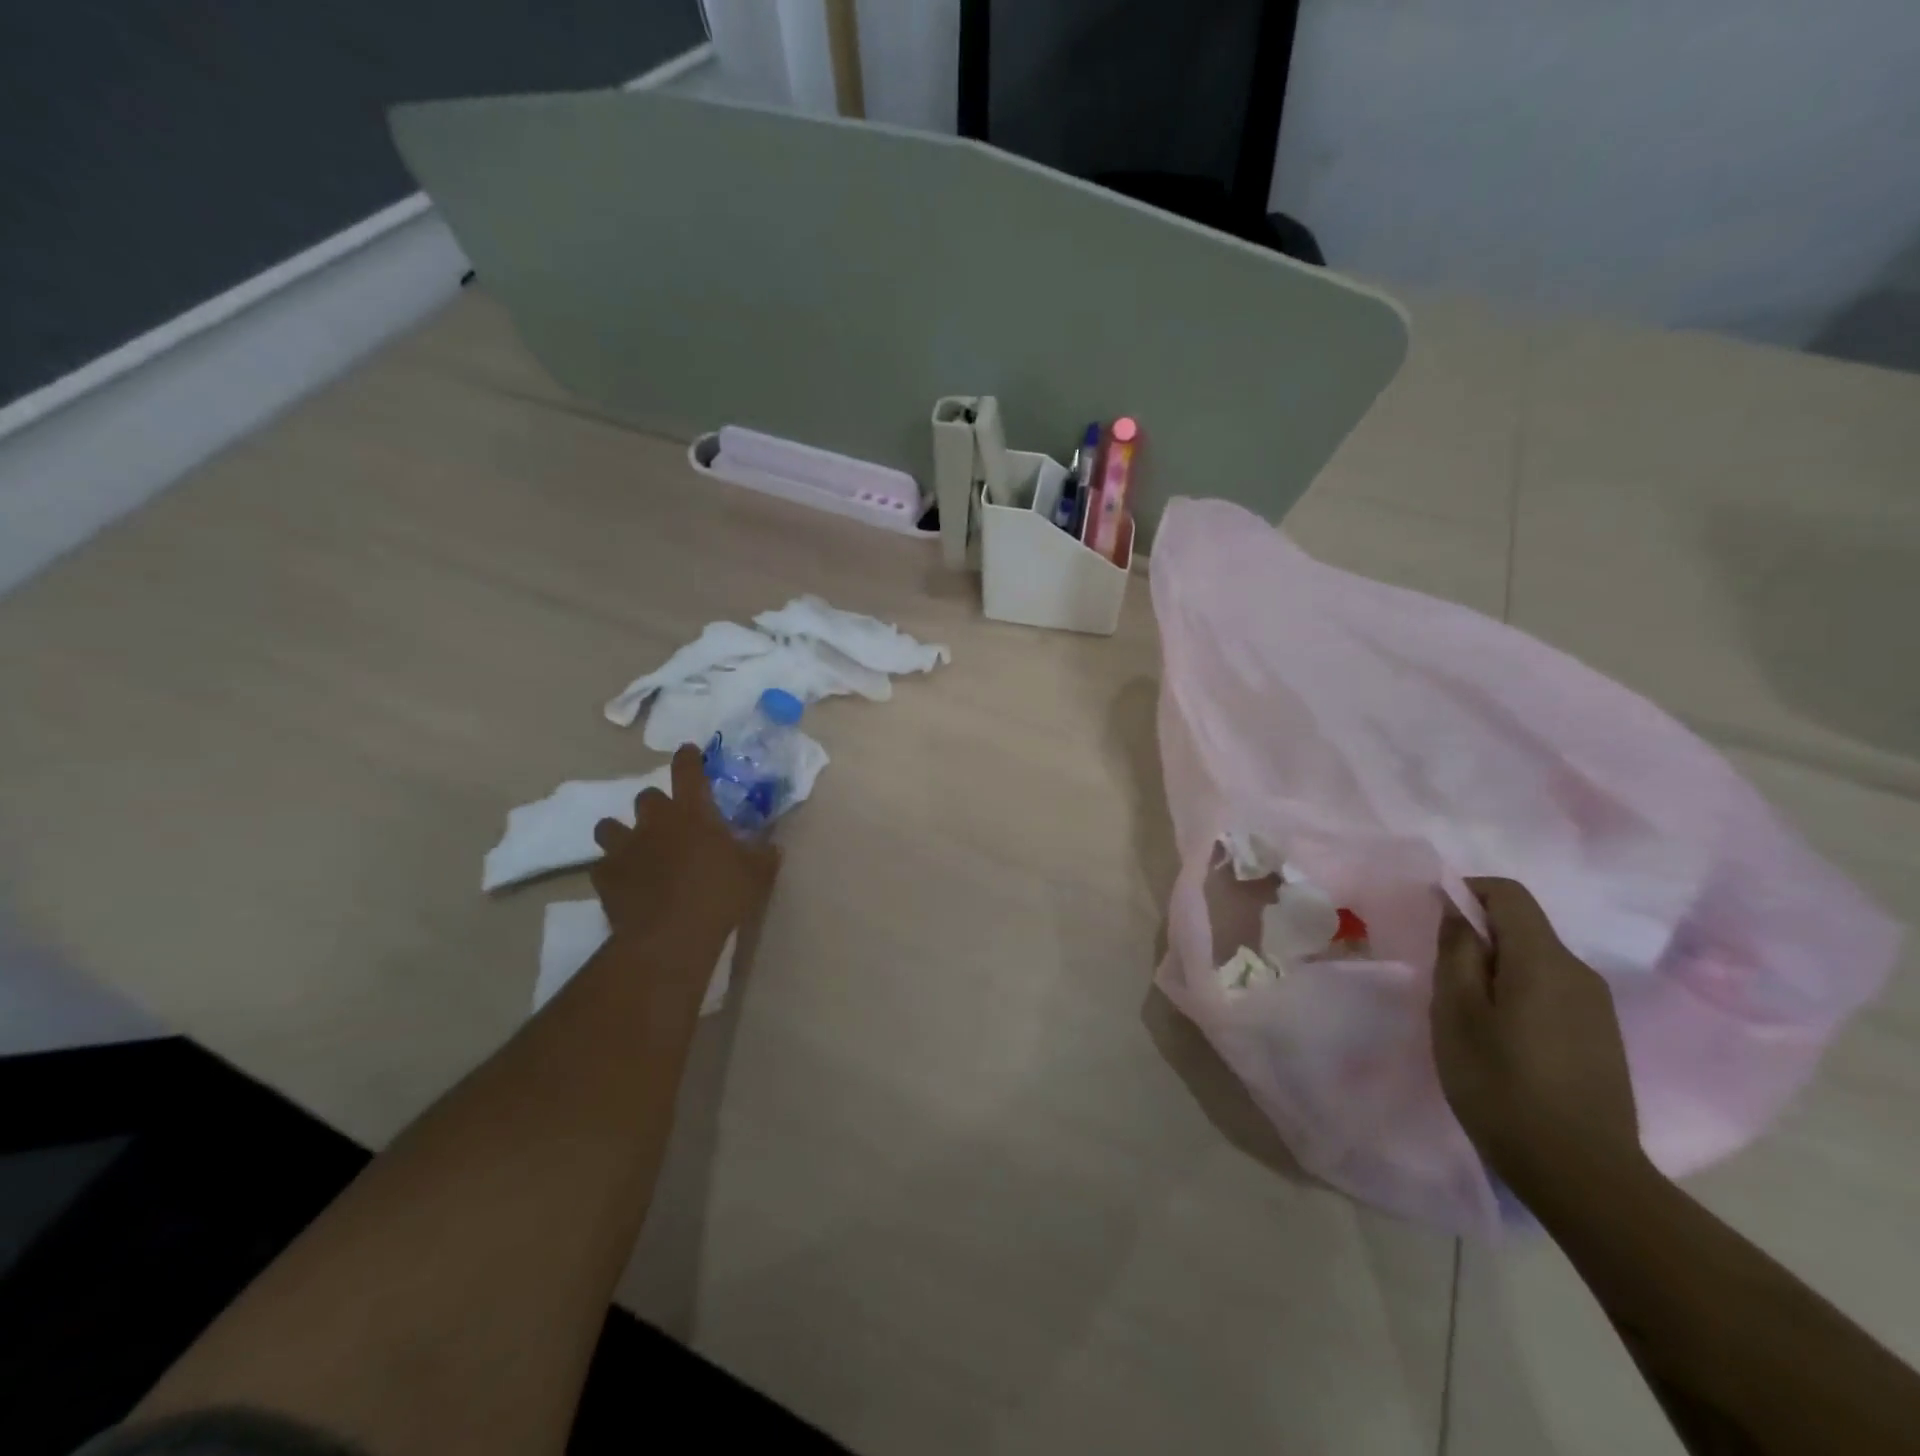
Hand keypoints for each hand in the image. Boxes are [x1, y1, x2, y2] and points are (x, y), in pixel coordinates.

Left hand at [590, 744, 781, 943]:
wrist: (671, 936)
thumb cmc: (720, 895)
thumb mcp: (757, 873)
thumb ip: (763, 854)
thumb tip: (771, 846)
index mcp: (693, 812)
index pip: (688, 771)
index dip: (688, 758)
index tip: (688, 751)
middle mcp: (655, 821)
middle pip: (646, 796)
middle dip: (656, 804)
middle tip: (669, 821)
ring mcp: (625, 847)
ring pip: (610, 826)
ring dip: (622, 832)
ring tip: (634, 847)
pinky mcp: (605, 876)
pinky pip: (603, 865)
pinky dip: (612, 870)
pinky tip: (623, 882)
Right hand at [1430, 877, 1644, 1203]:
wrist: (1581, 1174)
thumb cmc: (1501, 1083)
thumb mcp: (1456, 1011)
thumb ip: (1457, 951)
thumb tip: (1457, 910)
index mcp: (1544, 959)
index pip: (1508, 893)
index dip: (1466, 892)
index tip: (1433, 920)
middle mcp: (1580, 972)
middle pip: (1523, 927)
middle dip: (1477, 937)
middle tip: (1441, 978)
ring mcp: (1597, 1008)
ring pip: (1535, 962)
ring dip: (1495, 969)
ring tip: (1466, 1014)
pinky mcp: (1601, 1039)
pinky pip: (1551, 993)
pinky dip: (1517, 995)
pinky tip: (1501, 1040)